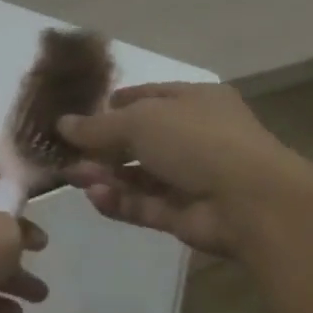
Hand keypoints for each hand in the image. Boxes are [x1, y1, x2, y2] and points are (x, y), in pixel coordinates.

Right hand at [55, 84, 302, 256]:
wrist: (249, 201)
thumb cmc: (196, 141)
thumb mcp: (139, 121)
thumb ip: (97, 126)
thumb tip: (62, 124)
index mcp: (194, 102)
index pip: (148, 98)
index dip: (113, 105)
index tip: (78, 116)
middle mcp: (194, 138)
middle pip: (138, 141)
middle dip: (101, 147)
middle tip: (66, 153)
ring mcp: (190, 178)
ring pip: (138, 176)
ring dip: (105, 175)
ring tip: (73, 176)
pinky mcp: (183, 215)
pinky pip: (144, 205)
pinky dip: (119, 201)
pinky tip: (95, 196)